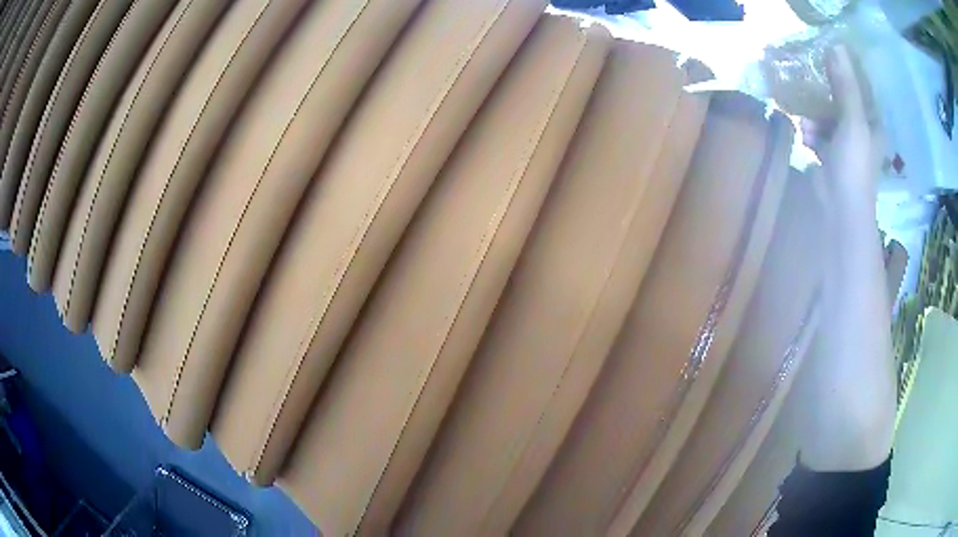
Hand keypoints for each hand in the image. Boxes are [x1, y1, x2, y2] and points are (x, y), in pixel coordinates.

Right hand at [801, 45, 881, 205]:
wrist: (841, 207)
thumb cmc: (854, 164)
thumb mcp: (852, 120)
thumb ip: (845, 85)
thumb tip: (836, 46)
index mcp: (872, 124)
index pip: (860, 91)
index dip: (846, 75)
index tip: (828, 62)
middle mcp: (861, 132)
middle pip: (841, 102)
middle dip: (825, 97)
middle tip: (810, 85)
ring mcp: (846, 146)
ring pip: (828, 118)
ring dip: (815, 117)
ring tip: (806, 124)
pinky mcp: (831, 157)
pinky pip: (819, 134)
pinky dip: (811, 133)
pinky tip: (805, 136)